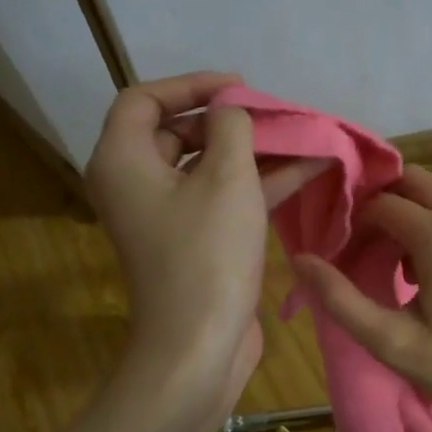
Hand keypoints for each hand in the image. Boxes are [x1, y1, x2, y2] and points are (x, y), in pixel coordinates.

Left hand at [85, 72, 321, 431]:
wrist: (199, 346)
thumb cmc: (207, 255)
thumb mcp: (227, 178)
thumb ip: (232, 128)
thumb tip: (232, 113)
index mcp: (123, 160)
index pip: (144, 99)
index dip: (192, 85)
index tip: (241, 88)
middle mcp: (135, 184)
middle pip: (178, 132)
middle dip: (230, 120)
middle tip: (275, 115)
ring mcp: (165, 216)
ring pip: (207, 167)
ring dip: (254, 152)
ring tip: (303, 137)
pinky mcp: (192, 242)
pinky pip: (221, 198)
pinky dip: (257, 183)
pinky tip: (309, 170)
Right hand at [290, 165, 431, 426]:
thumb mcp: (393, 343)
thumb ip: (340, 300)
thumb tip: (301, 261)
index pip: (379, 203)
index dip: (352, 224)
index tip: (341, 256)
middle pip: (410, 182)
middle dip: (380, 205)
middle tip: (364, 246)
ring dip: (410, 215)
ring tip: (397, 267)